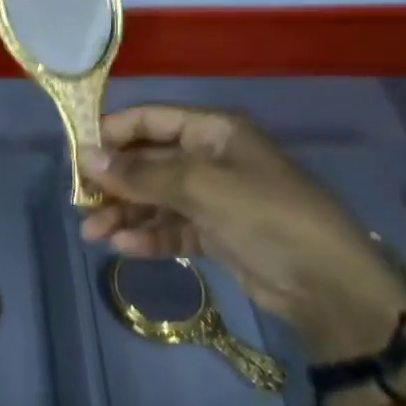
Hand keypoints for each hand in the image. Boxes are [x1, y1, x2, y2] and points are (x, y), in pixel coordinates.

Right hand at [80, 107, 405, 359]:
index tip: (77, 157)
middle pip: (149, 161)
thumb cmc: (266, 216)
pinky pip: (172, 227)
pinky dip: (149, 236)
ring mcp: (214, 197)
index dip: (112, 133)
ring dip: (125, 213)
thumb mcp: (202, 188)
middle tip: (80, 204)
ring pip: (156, 198)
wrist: (328, 285)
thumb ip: (142, 174)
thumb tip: (85, 157)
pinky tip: (123, 248)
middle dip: (115, 182)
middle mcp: (210, 158)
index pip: (151, 120)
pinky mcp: (217, 233)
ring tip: (93, 234)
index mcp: (213, 131)